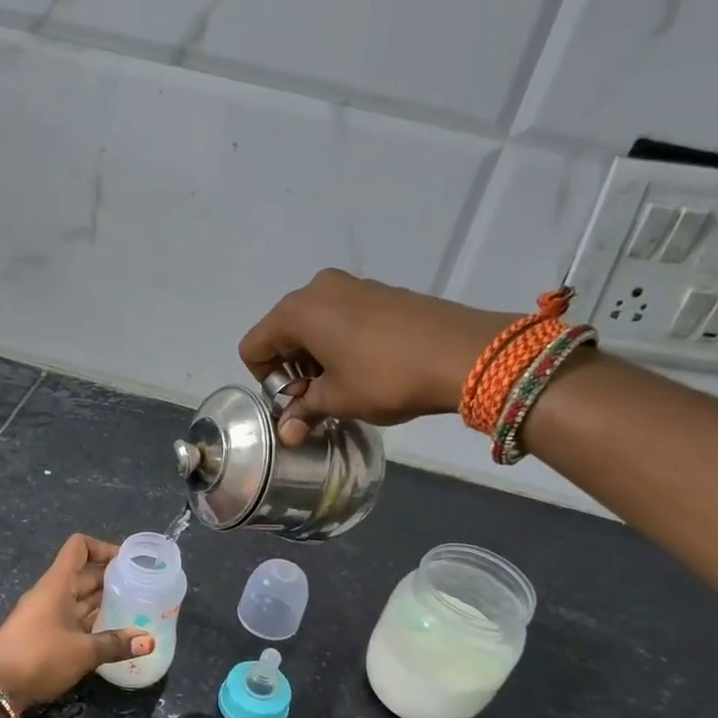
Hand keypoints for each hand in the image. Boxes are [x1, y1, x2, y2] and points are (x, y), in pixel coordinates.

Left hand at [0, 534, 151, 711]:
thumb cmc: (39, 657)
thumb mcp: (83, 651)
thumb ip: (116, 644)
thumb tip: (148, 642)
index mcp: (57, 584)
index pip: (79, 547)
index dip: (103, 548)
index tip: (128, 562)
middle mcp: (50, 593)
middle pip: (84, 574)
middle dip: (111, 580)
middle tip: (142, 591)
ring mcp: (44, 614)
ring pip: (79, 599)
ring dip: (103, 603)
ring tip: (133, 613)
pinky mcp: (41, 635)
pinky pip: (72, 619)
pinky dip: (91, 622)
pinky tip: (111, 635)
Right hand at [238, 268, 510, 443]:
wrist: (464, 352)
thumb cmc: (387, 376)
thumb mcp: (338, 400)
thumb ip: (304, 411)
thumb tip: (287, 432)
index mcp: (297, 311)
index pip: (253, 346)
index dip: (266, 380)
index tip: (295, 402)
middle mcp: (318, 288)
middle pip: (281, 332)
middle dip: (290, 369)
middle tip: (318, 398)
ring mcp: (351, 285)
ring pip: (312, 324)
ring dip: (315, 357)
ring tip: (344, 385)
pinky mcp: (379, 291)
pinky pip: (340, 316)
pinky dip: (339, 342)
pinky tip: (366, 367)